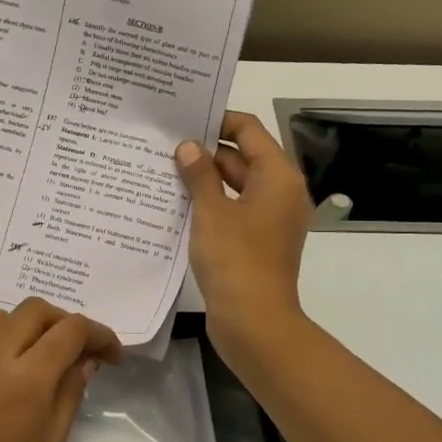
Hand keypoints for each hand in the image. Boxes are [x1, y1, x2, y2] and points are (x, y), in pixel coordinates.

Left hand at [0, 300, 121, 441]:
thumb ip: (70, 393)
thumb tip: (84, 360)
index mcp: (28, 378)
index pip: (71, 331)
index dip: (99, 335)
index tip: (113, 355)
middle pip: (32, 312)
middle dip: (63, 323)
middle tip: (78, 353)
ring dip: (18, 327)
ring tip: (33, 355)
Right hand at [174, 111, 311, 354]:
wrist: (254, 323)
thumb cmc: (236, 260)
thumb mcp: (212, 212)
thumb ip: (199, 174)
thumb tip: (189, 146)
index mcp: (278, 176)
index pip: (249, 130)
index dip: (218, 120)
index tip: (183, 118)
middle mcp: (279, 192)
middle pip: (242, 157)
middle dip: (205, 151)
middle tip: (163, 143)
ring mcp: (269, 218)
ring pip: (235, 185)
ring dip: (204, 178)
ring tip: (162, 169)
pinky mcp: (256, 241)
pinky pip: (232, 210)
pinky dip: (210, 203)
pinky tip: (176, 202)